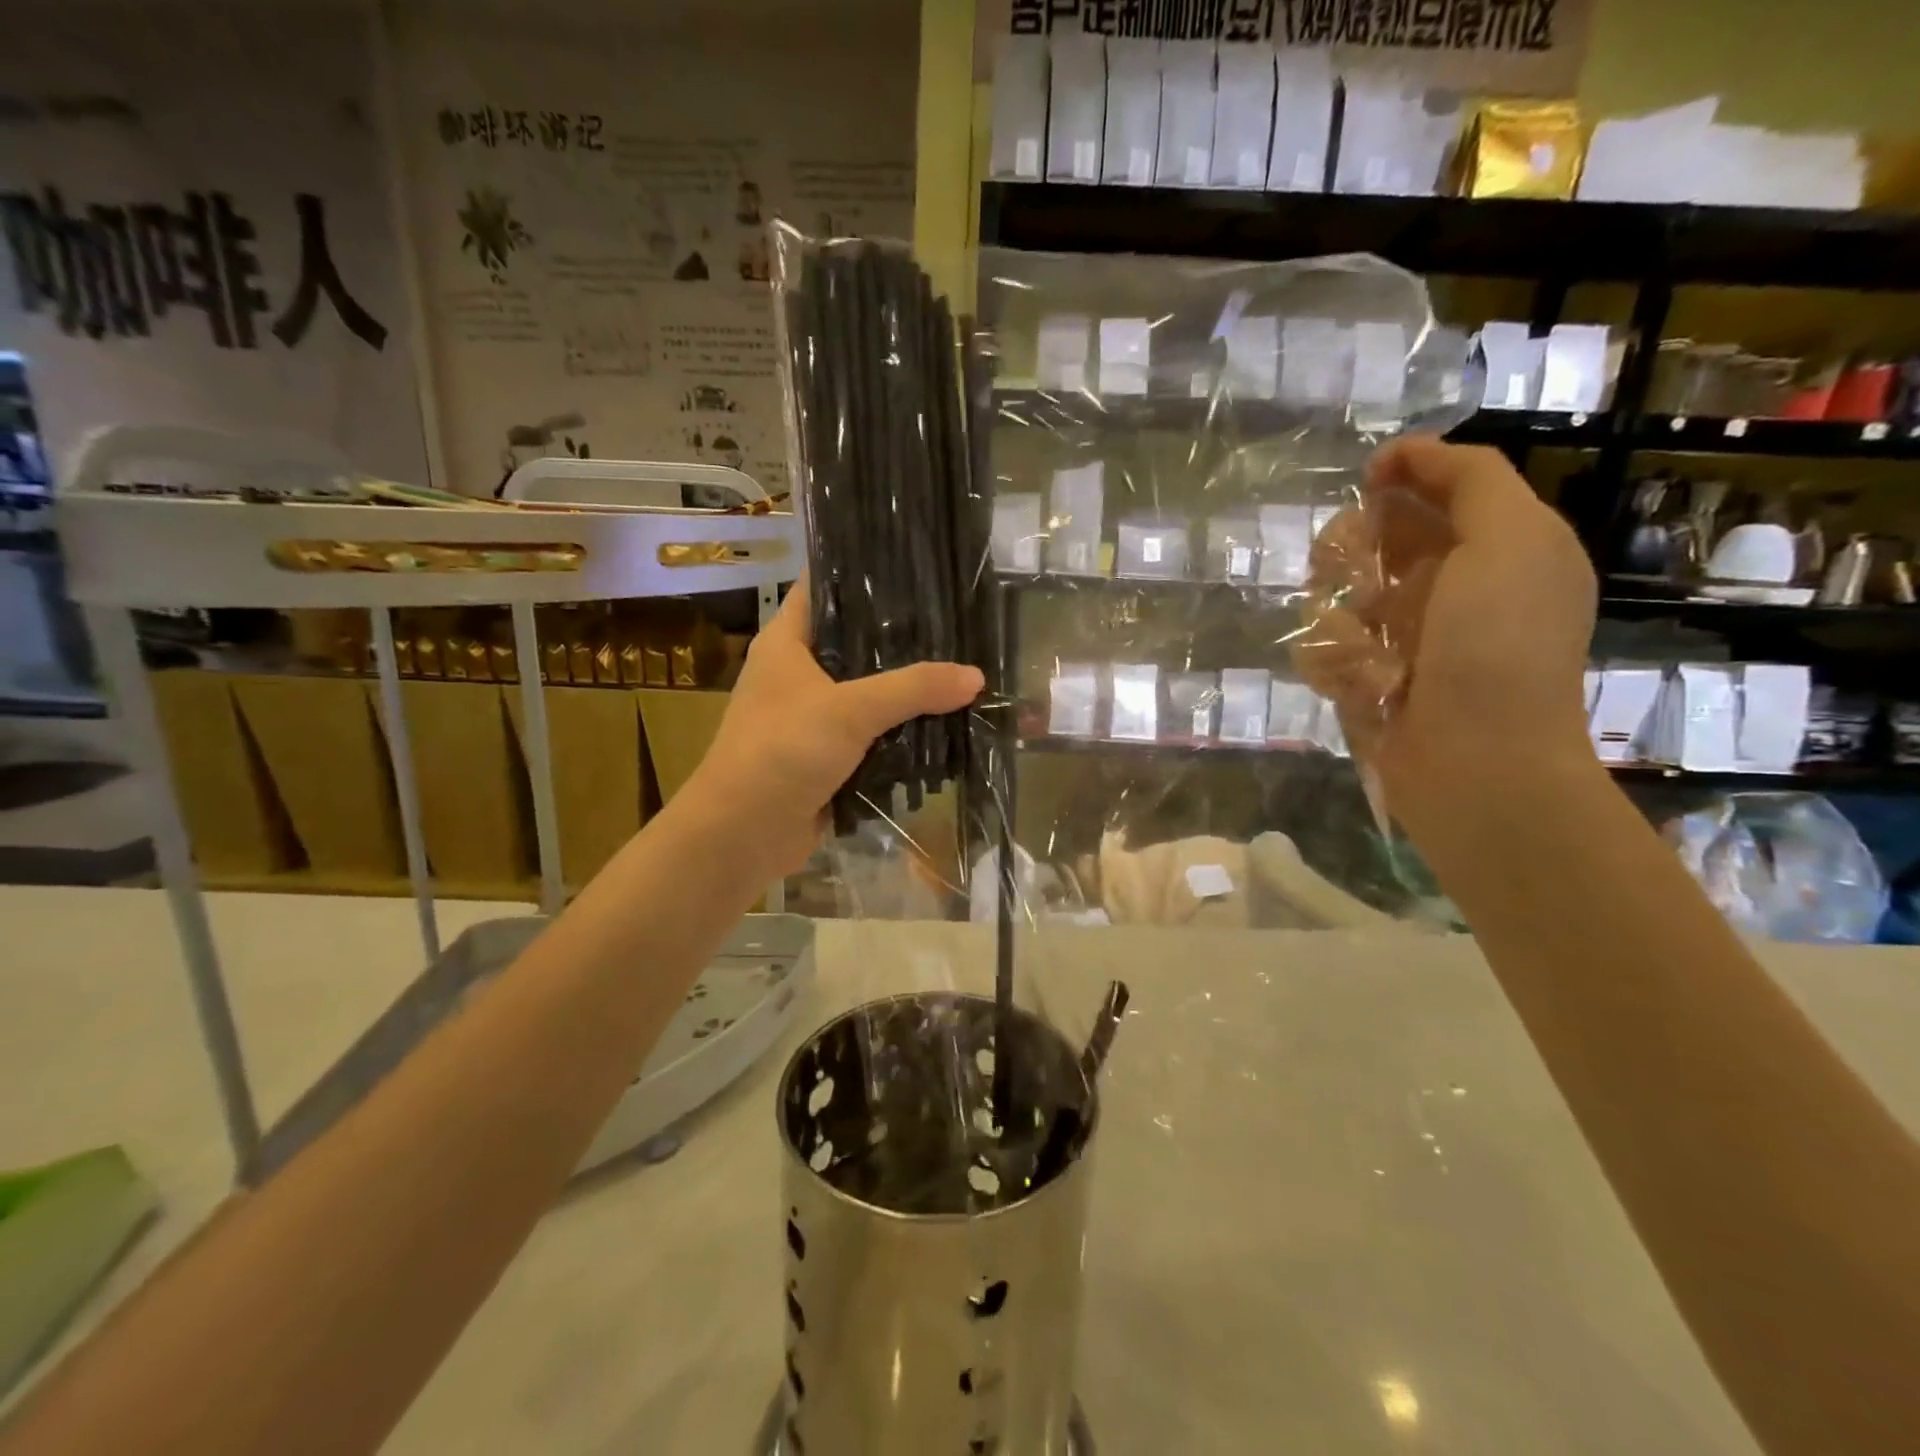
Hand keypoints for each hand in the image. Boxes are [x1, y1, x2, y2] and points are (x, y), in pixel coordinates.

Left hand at [683, 580, 983, 877]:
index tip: (915, 561)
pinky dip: (900, 730)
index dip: (864, 570)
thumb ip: (913, 689)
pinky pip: (872, 733)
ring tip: (960, 666)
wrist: (743, 834)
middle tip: (956, 621)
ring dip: (906, 688)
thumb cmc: (782, 751)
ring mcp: (812, 716)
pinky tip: (943, 721)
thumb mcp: (850, 710)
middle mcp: (798, 672)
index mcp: (787, 642)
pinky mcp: (827, 755)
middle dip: (902, 637)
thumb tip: (975, 677)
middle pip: (855, 641)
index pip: (825, 587)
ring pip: (869, 690)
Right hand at [1294, 438, 1597, 829]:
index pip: (1439, 490)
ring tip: (1360, 646)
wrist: (1479, 764)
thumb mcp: (1511, 541)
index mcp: (1497, 550)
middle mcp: (1450, 589)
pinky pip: (1327, 651)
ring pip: (1340, 595)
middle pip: (1376, 539)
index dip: (1402, 475)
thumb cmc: (1498, 647)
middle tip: (1347, 568)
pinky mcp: (1368, 682)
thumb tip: (1405, 456)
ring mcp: (1405, 640)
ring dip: (1340, 615)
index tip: (1366, 480)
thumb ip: (1470, 480)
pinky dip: (1334, 662)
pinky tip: (1357, 684)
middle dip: (1354, 548)